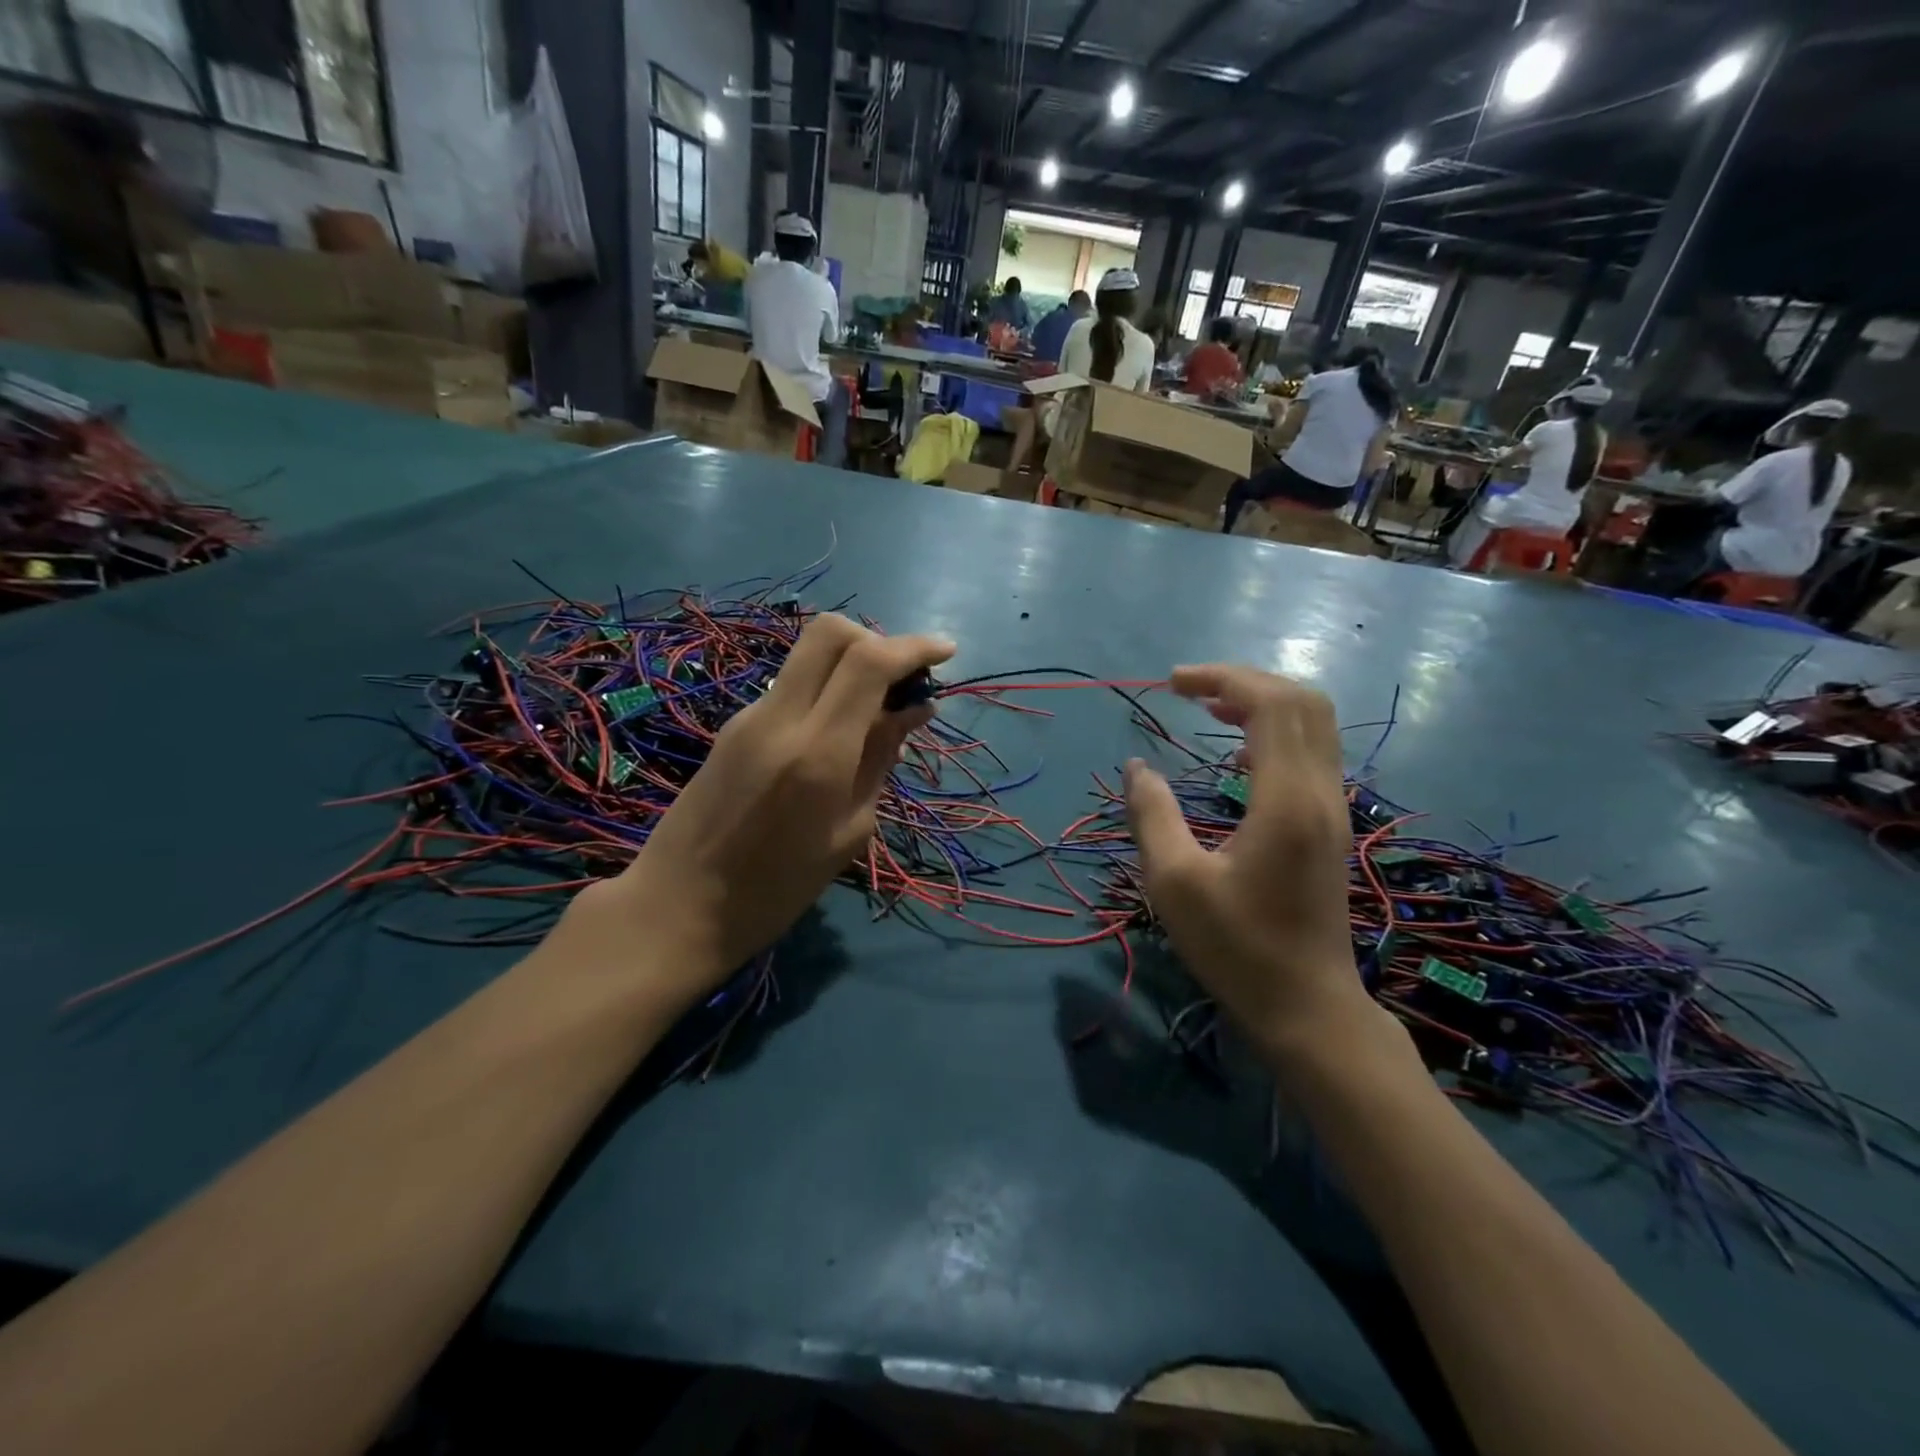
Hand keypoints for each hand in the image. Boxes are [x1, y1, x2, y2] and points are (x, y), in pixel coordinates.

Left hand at [567, 615, 954, 998]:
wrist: (678, 907)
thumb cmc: (777, 890)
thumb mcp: (849, 832)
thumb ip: (879, 760)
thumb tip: (913, 710)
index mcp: (817, 752)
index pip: (869, 662)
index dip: (914, 647)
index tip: (946, 652)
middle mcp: (780, 718)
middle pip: (831, 632)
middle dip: (878, 640)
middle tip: (903, 679)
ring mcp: (749, 716)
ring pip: (809, 655)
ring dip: (851, 665)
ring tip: (879, 712)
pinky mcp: (733, 726)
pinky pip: (792, 686)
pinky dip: (826, 690)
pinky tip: (840, 734)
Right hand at [1124, 666, 1375, 1064]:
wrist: (1307, 1006)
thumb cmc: (1237, 947)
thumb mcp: (1175, 883)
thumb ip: (1151, 814)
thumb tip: (1137, 766)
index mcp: (1285, 800)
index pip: (1271, 704)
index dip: (1222, 678)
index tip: (1171, 683)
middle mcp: (1320, 793)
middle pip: (1304, 701)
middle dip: (1245, 680)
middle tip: (1190, 688)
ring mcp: (1332, 809)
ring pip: (1314, 724)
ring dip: (1264, 702)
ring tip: (1210, 707)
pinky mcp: (1330, 825)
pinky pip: (1312, 752)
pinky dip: (1276, 732)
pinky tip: (1237, 755)